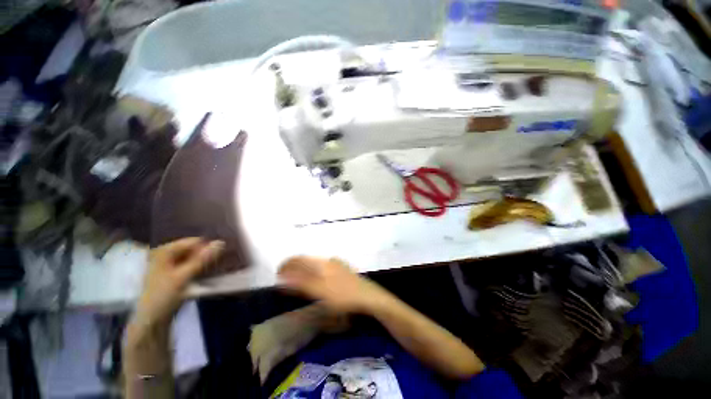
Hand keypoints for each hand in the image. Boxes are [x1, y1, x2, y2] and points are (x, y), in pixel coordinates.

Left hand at [134, 238, 224, 327]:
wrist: (151, 320)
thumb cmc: (163, 296)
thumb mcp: (183, 277)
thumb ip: (202, 259)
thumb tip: (221, 242)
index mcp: (164, 251)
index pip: (193, 242)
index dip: (207, 247)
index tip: (218, 256)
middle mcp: (166, 254)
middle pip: (193, 249)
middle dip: (205, 254)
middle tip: (217, 263)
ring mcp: (169, 265)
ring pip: (193, 257)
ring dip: (203, 262)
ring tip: (213, 268)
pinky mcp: (174, 274)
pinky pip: (191, 265)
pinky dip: (199, 268)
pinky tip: (205, 273)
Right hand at [278, 256, 387, 313]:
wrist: (368, 296)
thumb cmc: (343, 296)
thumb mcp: (320, 292)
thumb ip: (302, 283)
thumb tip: (285, 276)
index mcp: (322, 263)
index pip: (300, 259)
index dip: (288, 264)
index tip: (278, 273)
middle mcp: (328, 260)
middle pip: (307, 260)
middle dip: (294, 267)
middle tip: (284, 276)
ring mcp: (337, 264)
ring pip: (315, 263)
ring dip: (304, 269)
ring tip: (296, 278)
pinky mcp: (342, 270)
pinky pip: (323, 267)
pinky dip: (314, 272)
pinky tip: (314, 279)